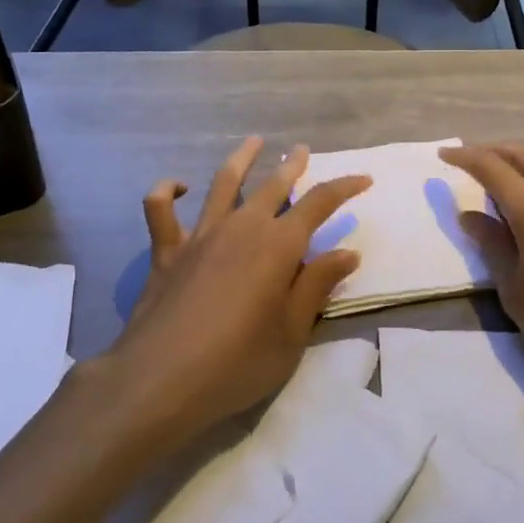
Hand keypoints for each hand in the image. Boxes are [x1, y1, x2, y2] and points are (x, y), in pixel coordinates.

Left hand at [106, 137, 370, 440]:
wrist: (161, 380)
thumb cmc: (238, 362)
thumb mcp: (292, 333)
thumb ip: (316, 286)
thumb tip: (347, 252)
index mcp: (278, 246)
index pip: (320, 204)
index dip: (345, 188)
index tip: (363, 179)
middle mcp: (242, 228)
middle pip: (273, 186)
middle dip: (293, 166)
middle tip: (303, 151)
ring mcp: (200, 235)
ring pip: (223, 184)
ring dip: (242, 159)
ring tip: (254, 142)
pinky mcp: (166, 252)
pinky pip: (160, 209)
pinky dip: (167, 192)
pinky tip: (179, 188)